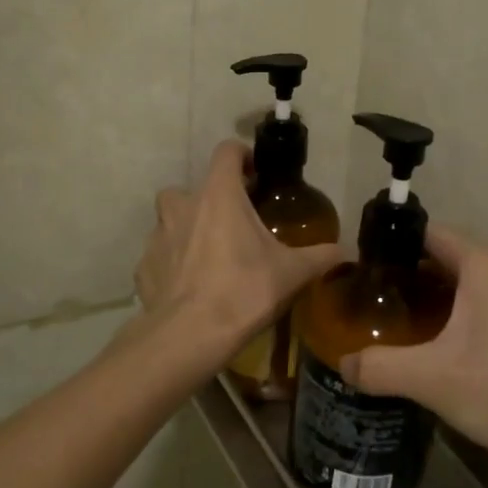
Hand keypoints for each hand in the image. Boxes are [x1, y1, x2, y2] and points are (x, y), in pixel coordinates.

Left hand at [135, 140, 342, 368]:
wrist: (190, 336)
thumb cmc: (244, 290)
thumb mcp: (292, 273)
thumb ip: (319, 257)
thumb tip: (344, 252)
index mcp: (219, 194)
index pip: (226, 151)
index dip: (242, 156)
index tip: (255, 174)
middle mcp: (183, 205)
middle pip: (194, 187)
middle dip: (212, 199)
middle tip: (233, 223)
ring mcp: (158, 236)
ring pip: (171, 219)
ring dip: (188, 228)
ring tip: (210, 254)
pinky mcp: (143, 267)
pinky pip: (160, 256)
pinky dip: (172, 264)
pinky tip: (189, 285)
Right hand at [339, 227, 487, 471]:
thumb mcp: (430, 377)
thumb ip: (379, 367)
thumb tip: (343, 364)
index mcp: (481, 266)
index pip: (427, 235)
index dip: (391, 244)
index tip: (359, 265)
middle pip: (442, 261)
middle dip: (404, 277)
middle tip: (366, 300)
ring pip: (461, 289)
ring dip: (428, 302)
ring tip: (389, 325)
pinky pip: (478, 311)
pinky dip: (450, 321)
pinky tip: (429, 351)